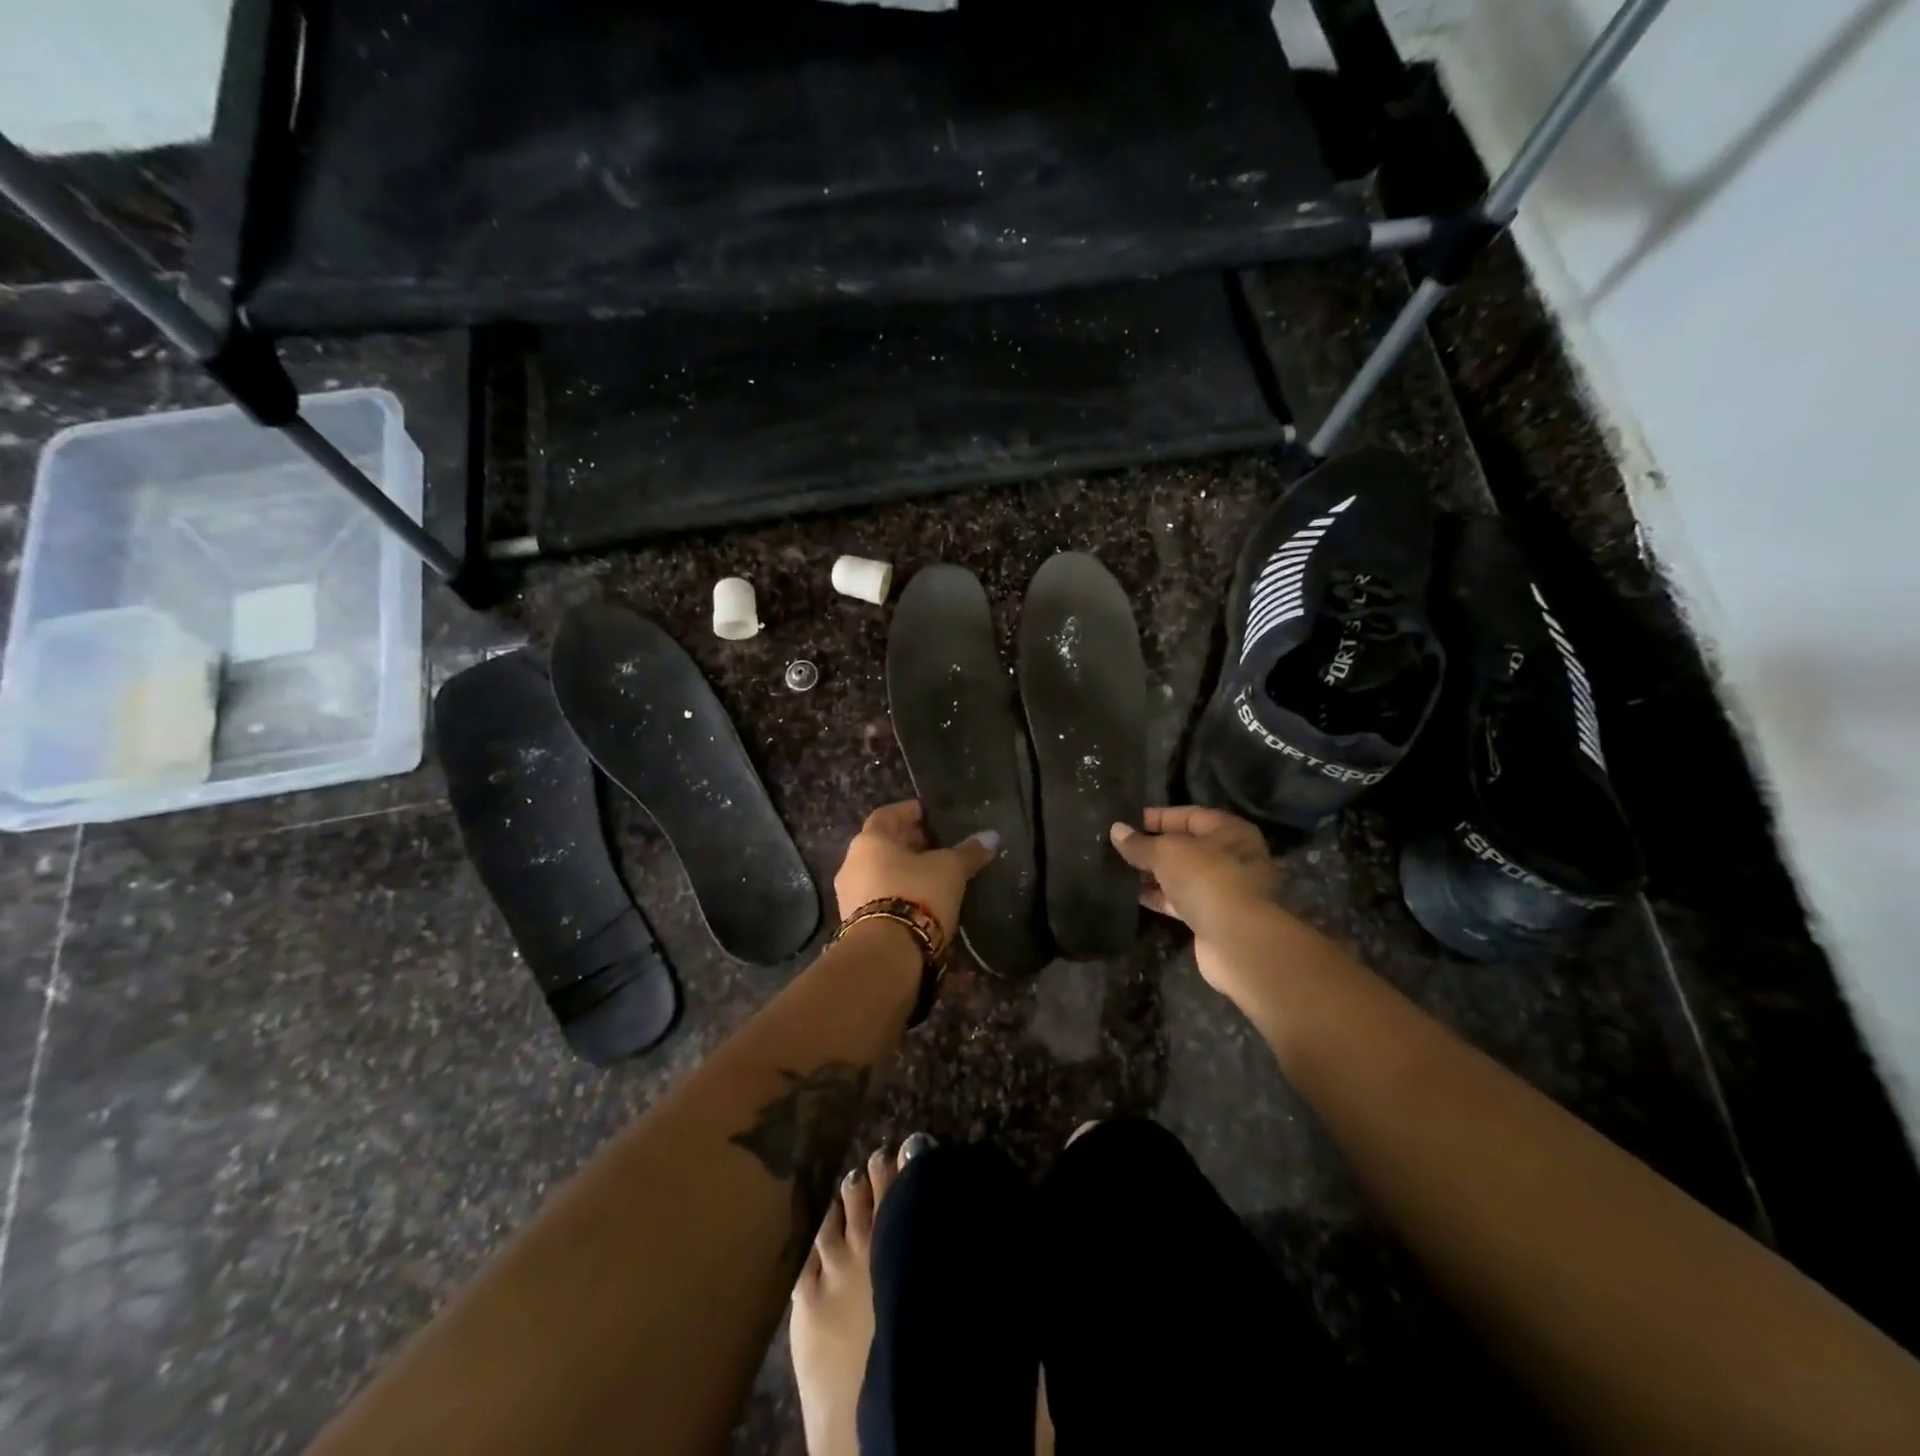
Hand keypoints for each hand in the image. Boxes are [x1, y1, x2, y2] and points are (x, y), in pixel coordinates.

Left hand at [835, 801, 998, 947]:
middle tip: (932, 844)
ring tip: (928, 875)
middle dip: (906, 843)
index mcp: (870, 840)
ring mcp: (848, 895)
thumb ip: (968, 852)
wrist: (886, 952)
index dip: (907, 812)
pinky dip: (894, 892)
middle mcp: (852, 863)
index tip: (925, 813)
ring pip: (876, 872)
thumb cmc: (917, 893)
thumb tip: (991, 837)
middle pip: (880, 845)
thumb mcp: (950, 869)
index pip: (887, 815)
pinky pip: (875, 897)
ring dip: (899, 870)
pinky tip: (916, 900)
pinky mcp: (853, 923)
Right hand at [1110, 807, 1278, 991]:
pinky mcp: (1212, 917)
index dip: (1158, 817)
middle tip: (1119, 847)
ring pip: (1182, 875)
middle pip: (1186, 847)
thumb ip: (1140, 843)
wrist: (1236, 939)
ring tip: (1119, 870)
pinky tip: (1132, 894)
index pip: (1189, 816)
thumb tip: (1116, 830)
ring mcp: (1223, 890)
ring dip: (1154, 874)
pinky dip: (1159, 897)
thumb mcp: (1166, 852)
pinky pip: (1180, 900)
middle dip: (1153, 847)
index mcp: (1229, 831)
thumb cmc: (1206, 878)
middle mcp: (1232, 857)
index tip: (1128, 822)